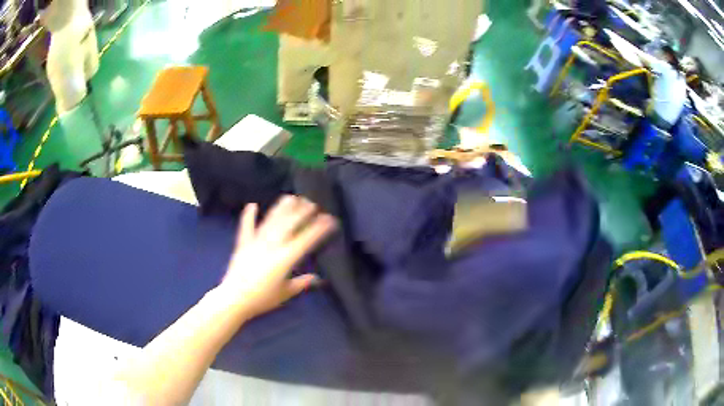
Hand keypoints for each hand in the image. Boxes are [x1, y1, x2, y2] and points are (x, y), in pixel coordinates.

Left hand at [218, 196, 336, 319]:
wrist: (235, 299)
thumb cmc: (262, 298)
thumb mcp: (285, 293)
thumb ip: (301, 283)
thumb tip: (317, 278)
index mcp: (285, 258)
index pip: (306, 239)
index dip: (319, 228)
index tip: (329, 219)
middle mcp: (272, 245)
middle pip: (289, 224)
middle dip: (302, 212)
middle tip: (311, 203)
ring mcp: (256, 242)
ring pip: (271, 221)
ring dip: (281, 209)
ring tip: (290, 197)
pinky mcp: (242, 244)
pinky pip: (246, 227)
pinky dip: (248, 216)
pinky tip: (252, 205)